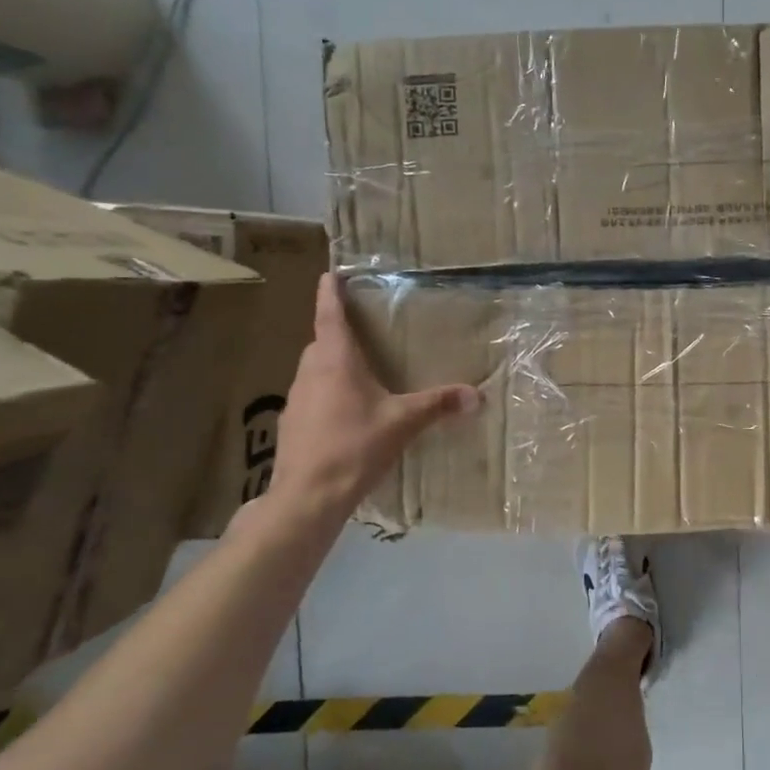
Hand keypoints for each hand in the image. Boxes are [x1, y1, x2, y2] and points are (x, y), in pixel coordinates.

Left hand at [264, 273, 480, 533]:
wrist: (307, 497)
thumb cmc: (354, 446)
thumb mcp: (403, 423)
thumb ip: (438, 405)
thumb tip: (477, 395)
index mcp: (335, 361)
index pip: (329, 315)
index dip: (330, 292)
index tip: (329, 273)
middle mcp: (310, 372)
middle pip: (321, 342)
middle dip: (338, 333)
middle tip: (362, 330)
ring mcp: (296, 400)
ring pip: (314, 370)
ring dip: (332, 365)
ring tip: (361, 373)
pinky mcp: (292, 425)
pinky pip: (312, 396)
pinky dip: (328, 393)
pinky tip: (348, 414)